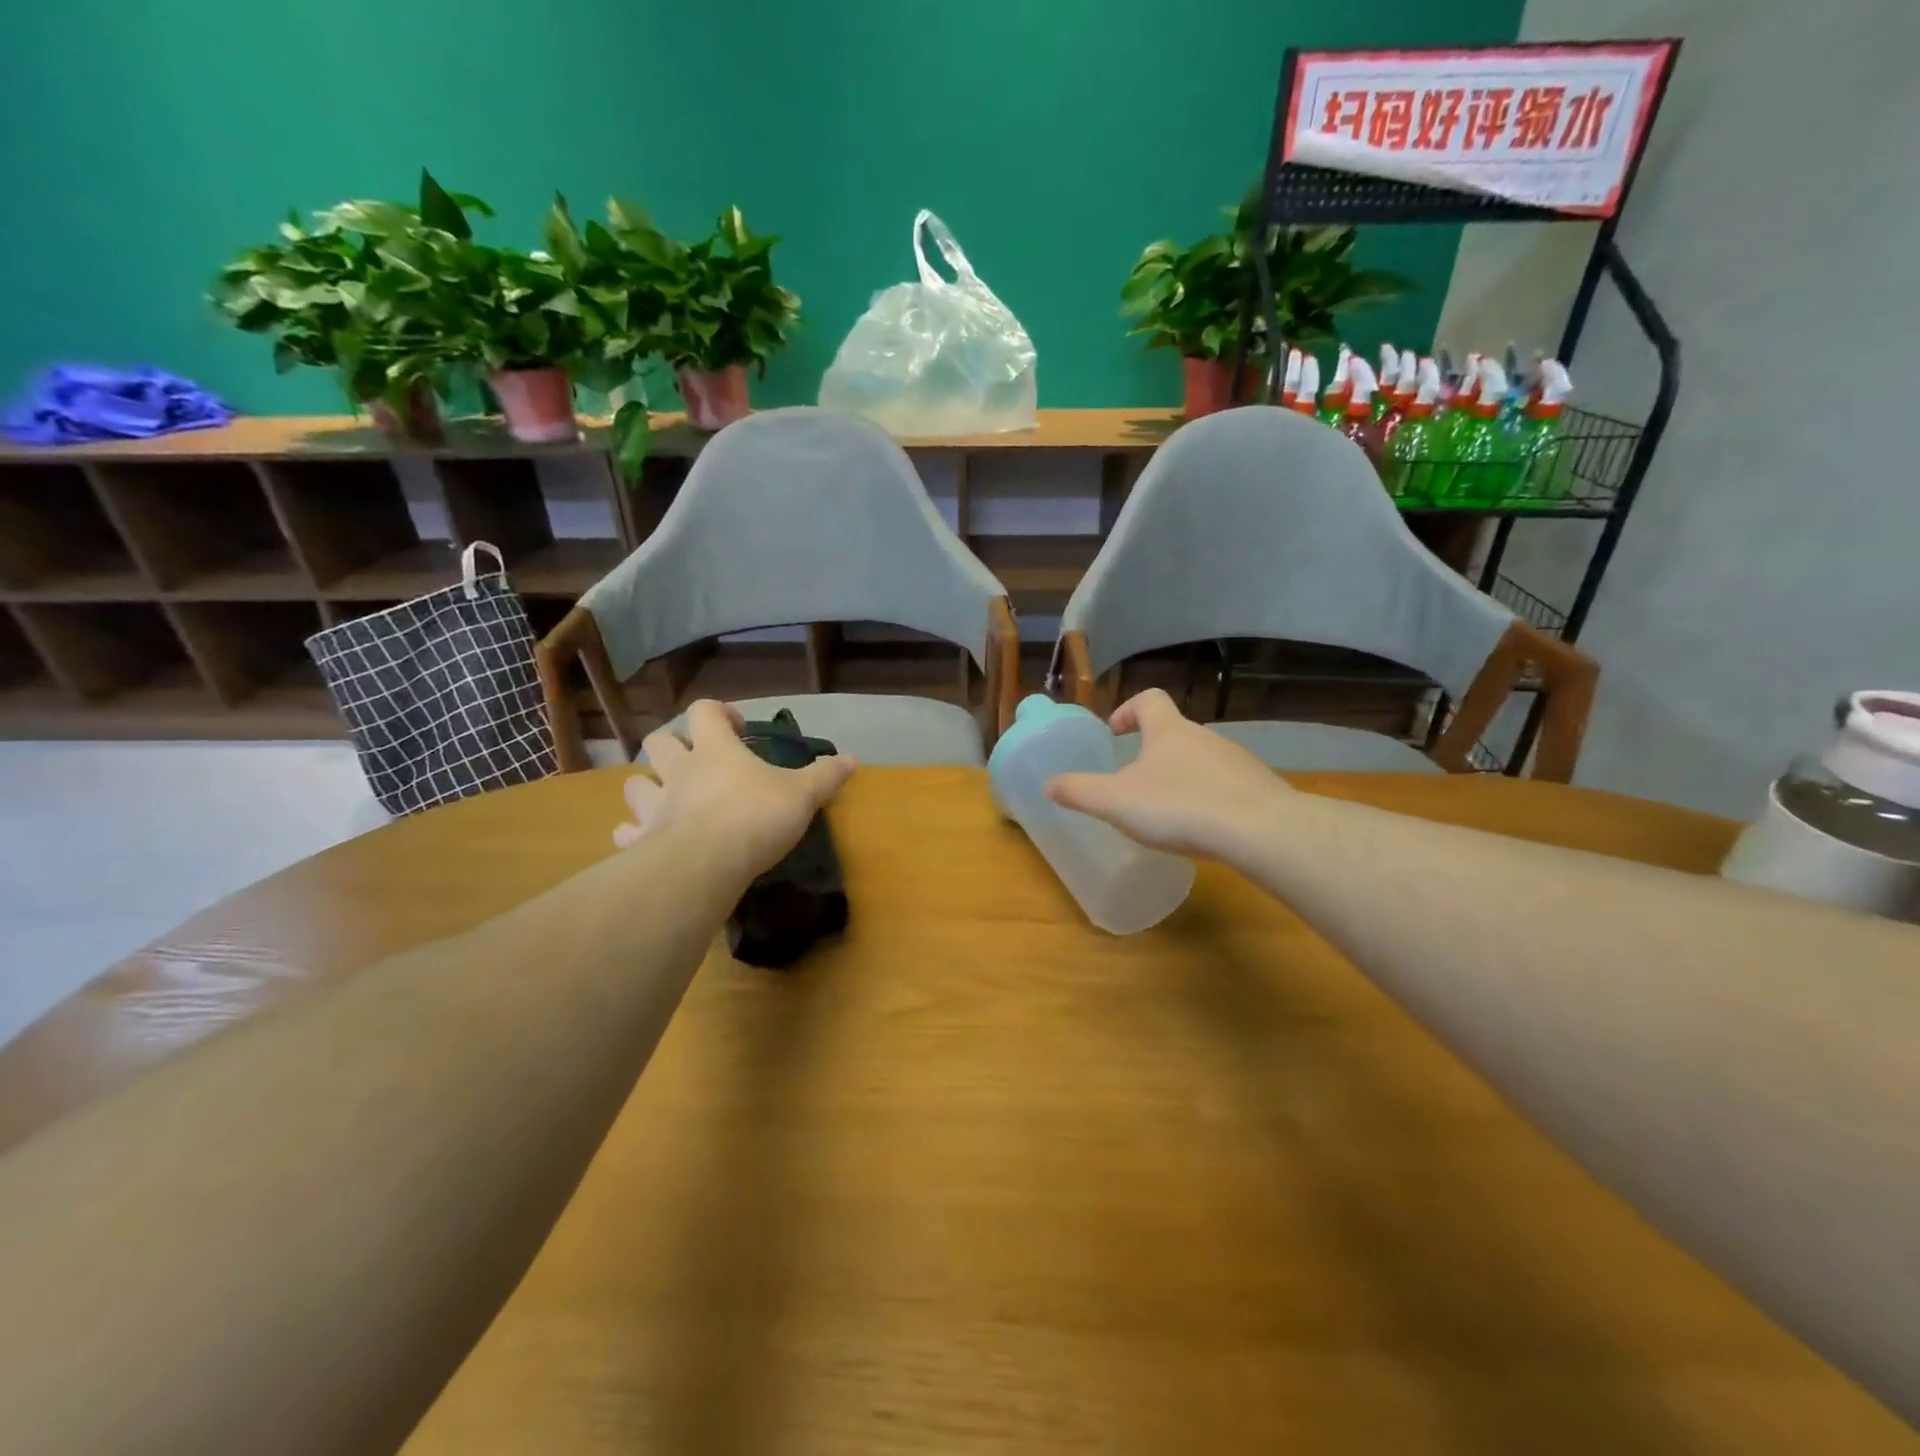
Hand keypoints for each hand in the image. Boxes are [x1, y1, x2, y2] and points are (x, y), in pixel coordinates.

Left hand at [613, 700, 856, 882]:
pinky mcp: (642, 840)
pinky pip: (627, 832)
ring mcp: (655, 805)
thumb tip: (852, 759)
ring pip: (636, 784)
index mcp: (715, 749)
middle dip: (674, 746)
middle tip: (698, 762)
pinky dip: (633, 835)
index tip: (738, 728)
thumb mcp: (802, 794)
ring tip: (668, 800)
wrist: (705, 864)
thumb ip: (825, 775)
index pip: (705, 710)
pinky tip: (645, 842)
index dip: (720, 713)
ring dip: (648, 787)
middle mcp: (679, 770)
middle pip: (659, 742)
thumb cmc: (756, 817)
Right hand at [1045, 689, 1288, 859]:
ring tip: (1168, 811)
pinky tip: (1203, 826)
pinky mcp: (1259, 787)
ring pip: (1201, 759)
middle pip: (1174, 731)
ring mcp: (1236, 760)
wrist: (1259, 831)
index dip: (1128, 711)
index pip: (1148, 699)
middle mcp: (1204, 736)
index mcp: (1168, 730)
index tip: (1115, 734)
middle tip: (1135, 783)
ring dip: (1181, 776)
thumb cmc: (1179, 807)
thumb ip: (1079, 791)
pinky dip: (1209, 797)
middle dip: (1152, 752)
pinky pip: (1226, 784)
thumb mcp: (1115, 801)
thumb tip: (1049, 783)